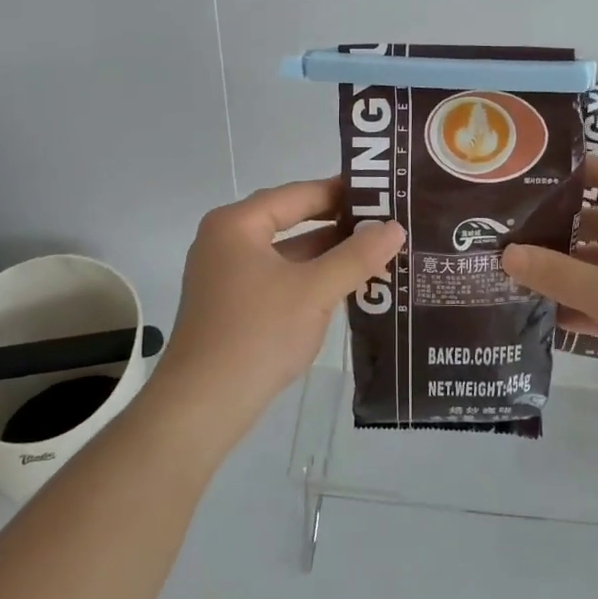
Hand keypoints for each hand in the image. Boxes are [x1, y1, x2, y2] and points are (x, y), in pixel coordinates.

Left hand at [155, 178, 405, 438]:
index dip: (342, 192)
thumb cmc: (258, 334)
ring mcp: (227, 275)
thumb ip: (357, 256)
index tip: (383, 193)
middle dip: (339, 225)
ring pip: (287, 253)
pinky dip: (311, 279)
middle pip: (292, 220)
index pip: (298, 194)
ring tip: (378, 253)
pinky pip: (280, 278)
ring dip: (328, 255)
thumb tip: (394, 227)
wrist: (202, 406)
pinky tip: (347, 287)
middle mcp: (227, 241)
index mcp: (237, 224)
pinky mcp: (232, 305)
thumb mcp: (315, 290)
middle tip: (387, 223)